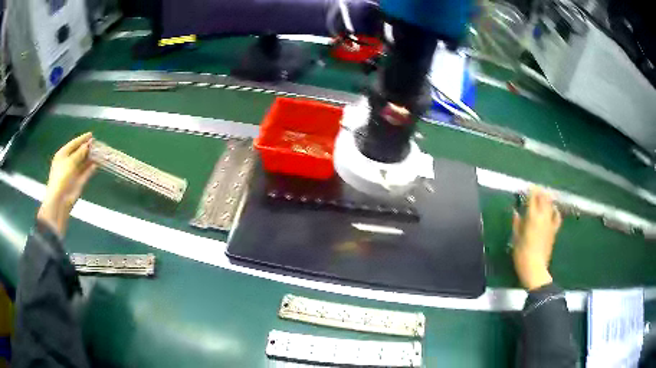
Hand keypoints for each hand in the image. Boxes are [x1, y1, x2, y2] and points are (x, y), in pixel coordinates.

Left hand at [37, 133, 96, 236]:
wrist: (60, 200)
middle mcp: (68, 162)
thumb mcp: (70, 161)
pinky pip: (86, 173)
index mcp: (63, 155)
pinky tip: (97, 164)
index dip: (82, 139)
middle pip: (79, 152)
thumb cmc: (61, 177)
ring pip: (83, 162)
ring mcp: (73, 173)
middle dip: (87, 148)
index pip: (73, 144)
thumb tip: (88, 144)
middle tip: (97, 143)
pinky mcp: (79, 182)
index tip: (91, 134)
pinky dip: (91, 168)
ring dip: (90, 158)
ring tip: (99, 152)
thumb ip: (80, 152)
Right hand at [512, 187, 561, 289]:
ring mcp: (550, 223)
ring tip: (544, 195)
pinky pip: (557, 217)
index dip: (531, 191)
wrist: (535, 268)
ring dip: (547, 198)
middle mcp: (542, 217)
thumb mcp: (515, 238)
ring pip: (551, 205)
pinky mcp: (554, 230)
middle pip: (543, 199)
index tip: (528, 187)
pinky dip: (555, 211)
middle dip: (540, 192)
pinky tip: (554, 209)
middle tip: (536, 189)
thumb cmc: (522, 254)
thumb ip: (517, 223)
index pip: (532, 198)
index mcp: (531, 217)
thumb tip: (515, 212)